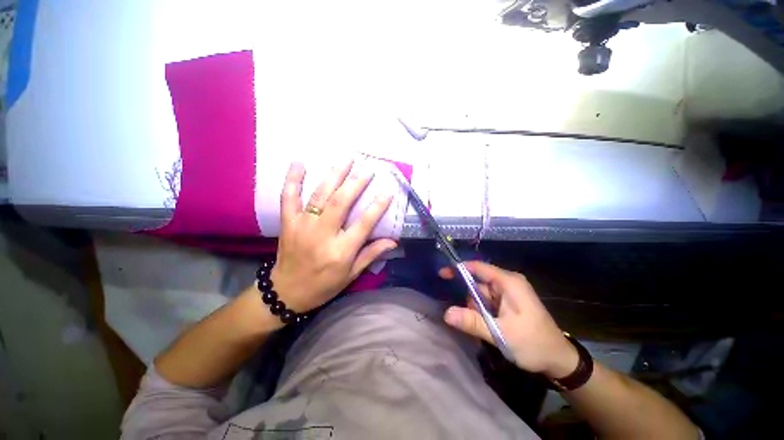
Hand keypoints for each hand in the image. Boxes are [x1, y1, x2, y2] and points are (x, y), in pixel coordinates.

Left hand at [270, 160, 397, 313]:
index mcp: (340, 251)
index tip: (388, 192)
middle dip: (356, 183)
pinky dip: (293, 179)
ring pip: (319, 195)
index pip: (363, 224)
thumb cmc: (324, 285)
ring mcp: (302, 226)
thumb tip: (393, 241)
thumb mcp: (352, 274)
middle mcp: (322, 235)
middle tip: (368, 169)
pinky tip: (299, 162)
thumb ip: (371, 254)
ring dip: (334, 175)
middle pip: (340, 203)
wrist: (287, 292)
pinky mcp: (288, 222)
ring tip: (346, 159)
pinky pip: (288, 197)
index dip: (377, 207)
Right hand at [439, 261, 578, 378]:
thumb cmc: (533, 343)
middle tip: (471, 319)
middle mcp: (507, 284)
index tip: (442, 274)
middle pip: (477, 283)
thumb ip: (472, 322)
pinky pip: (487, 303)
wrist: (559, 361)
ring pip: (481, 295)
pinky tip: (487, 327)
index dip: (459, 269)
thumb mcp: (501, 333)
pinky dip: (482, 313)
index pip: (478, 267)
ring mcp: (508, 294)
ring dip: (476, 310)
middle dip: (470, 300)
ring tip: (485, 328)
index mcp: (508, 282)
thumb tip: (446, 313)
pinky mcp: (507, 304)